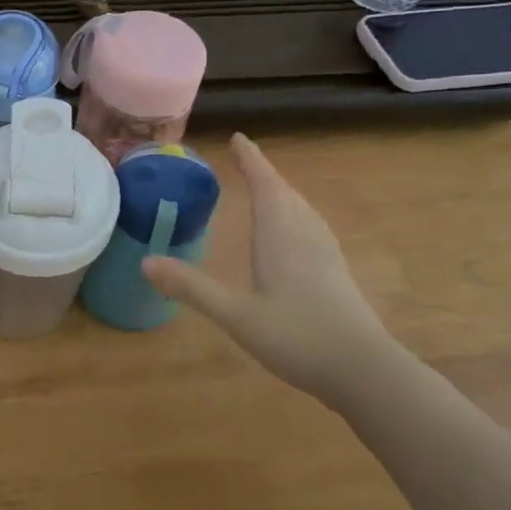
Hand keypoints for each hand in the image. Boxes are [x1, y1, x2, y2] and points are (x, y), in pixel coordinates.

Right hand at [141, 134, 400, 405]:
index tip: (238, 138)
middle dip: (265, 174)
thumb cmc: (298, 337)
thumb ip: (192, 288)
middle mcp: (305, 237)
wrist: (365, 371)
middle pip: (286, 194)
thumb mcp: (236, 315)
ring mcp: (326, 255)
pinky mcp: (337, 274)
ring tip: (267, 188)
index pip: (265, 186)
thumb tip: (145, 262)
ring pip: (302, 210)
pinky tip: (295, 233)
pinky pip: (312, 228)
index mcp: (281, 237)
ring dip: (283, 193)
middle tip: (246, 160)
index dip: (252, 161)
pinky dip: (296, 215)